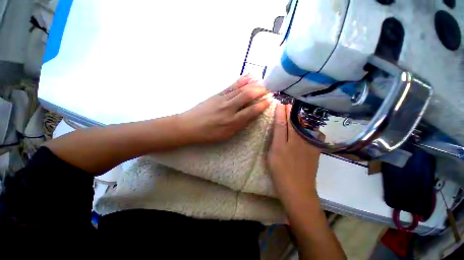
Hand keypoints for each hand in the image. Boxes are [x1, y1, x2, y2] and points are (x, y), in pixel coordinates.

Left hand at [179, 75, 270, 143]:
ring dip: (253, 84)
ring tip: (263, 82)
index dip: (262, 105)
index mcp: (232, 122)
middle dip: (260, 91)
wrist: (189, 126)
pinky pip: (231, 86)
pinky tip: (249, 76)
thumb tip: (251, 115)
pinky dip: (242, 80)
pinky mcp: (217, 94)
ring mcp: (222, 99)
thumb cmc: (209, 134)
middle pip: (247, 96)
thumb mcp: (226, 135)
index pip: (251, 111)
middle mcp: (229, 109)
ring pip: (240, 89)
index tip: (270, 101)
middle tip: (269, 89)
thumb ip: (240, 125)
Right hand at [267, 104, 321, 199]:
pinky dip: (310, 126)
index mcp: (281, 145)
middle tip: (288, 102)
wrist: (298, 189)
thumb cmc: (279, 173)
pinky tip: (309, 122)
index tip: (279, 104)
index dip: (280, 113)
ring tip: (297, 108)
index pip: (281, 125)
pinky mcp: (315, 150)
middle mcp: (295, 143)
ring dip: (299, 116)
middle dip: (289, 111)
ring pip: (303, 126)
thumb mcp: (271, 157)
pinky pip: (313, 134)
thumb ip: (274, 142)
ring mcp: (307, 146)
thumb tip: (278, 131)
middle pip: (292, 123)